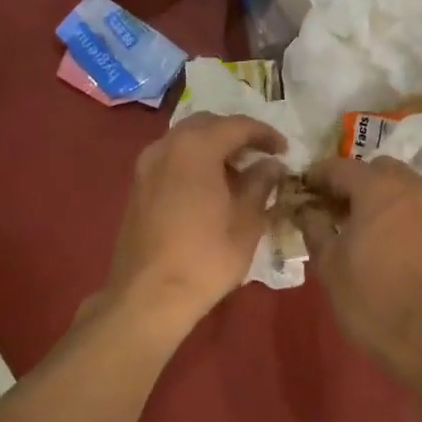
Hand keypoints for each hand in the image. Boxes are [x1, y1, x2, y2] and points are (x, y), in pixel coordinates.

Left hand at [100, 112, 287, 336]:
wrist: (147, 296)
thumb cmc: (205, 258)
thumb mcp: (246, 222)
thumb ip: (260, 184)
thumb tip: (271, 165)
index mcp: (196, 148)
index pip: (237, 125)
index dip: (265, 134)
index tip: (283, 150)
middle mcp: (166, 146)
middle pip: (207, 124)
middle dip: (236, 135)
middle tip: (260, 156)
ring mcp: (146, 165)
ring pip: (186, 140)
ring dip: (213, 147)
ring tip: (238, 174)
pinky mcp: (137, 186)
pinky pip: (171, 158)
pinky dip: (194, 162)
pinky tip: (210, 188)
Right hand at [298, 156, 421, 367]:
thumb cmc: (373, 301)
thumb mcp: (329, 265)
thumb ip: (314, 227)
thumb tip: (305, 209)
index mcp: (379, 189)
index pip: (341, 167)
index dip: (318, 177)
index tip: (305, 192)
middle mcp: (416, 188)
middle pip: (380, 170)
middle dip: (357, 183)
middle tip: (340, 211)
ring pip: (409, 189)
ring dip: (387, 199)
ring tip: (372, 230)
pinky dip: (411, 219)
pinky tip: (402, 249)